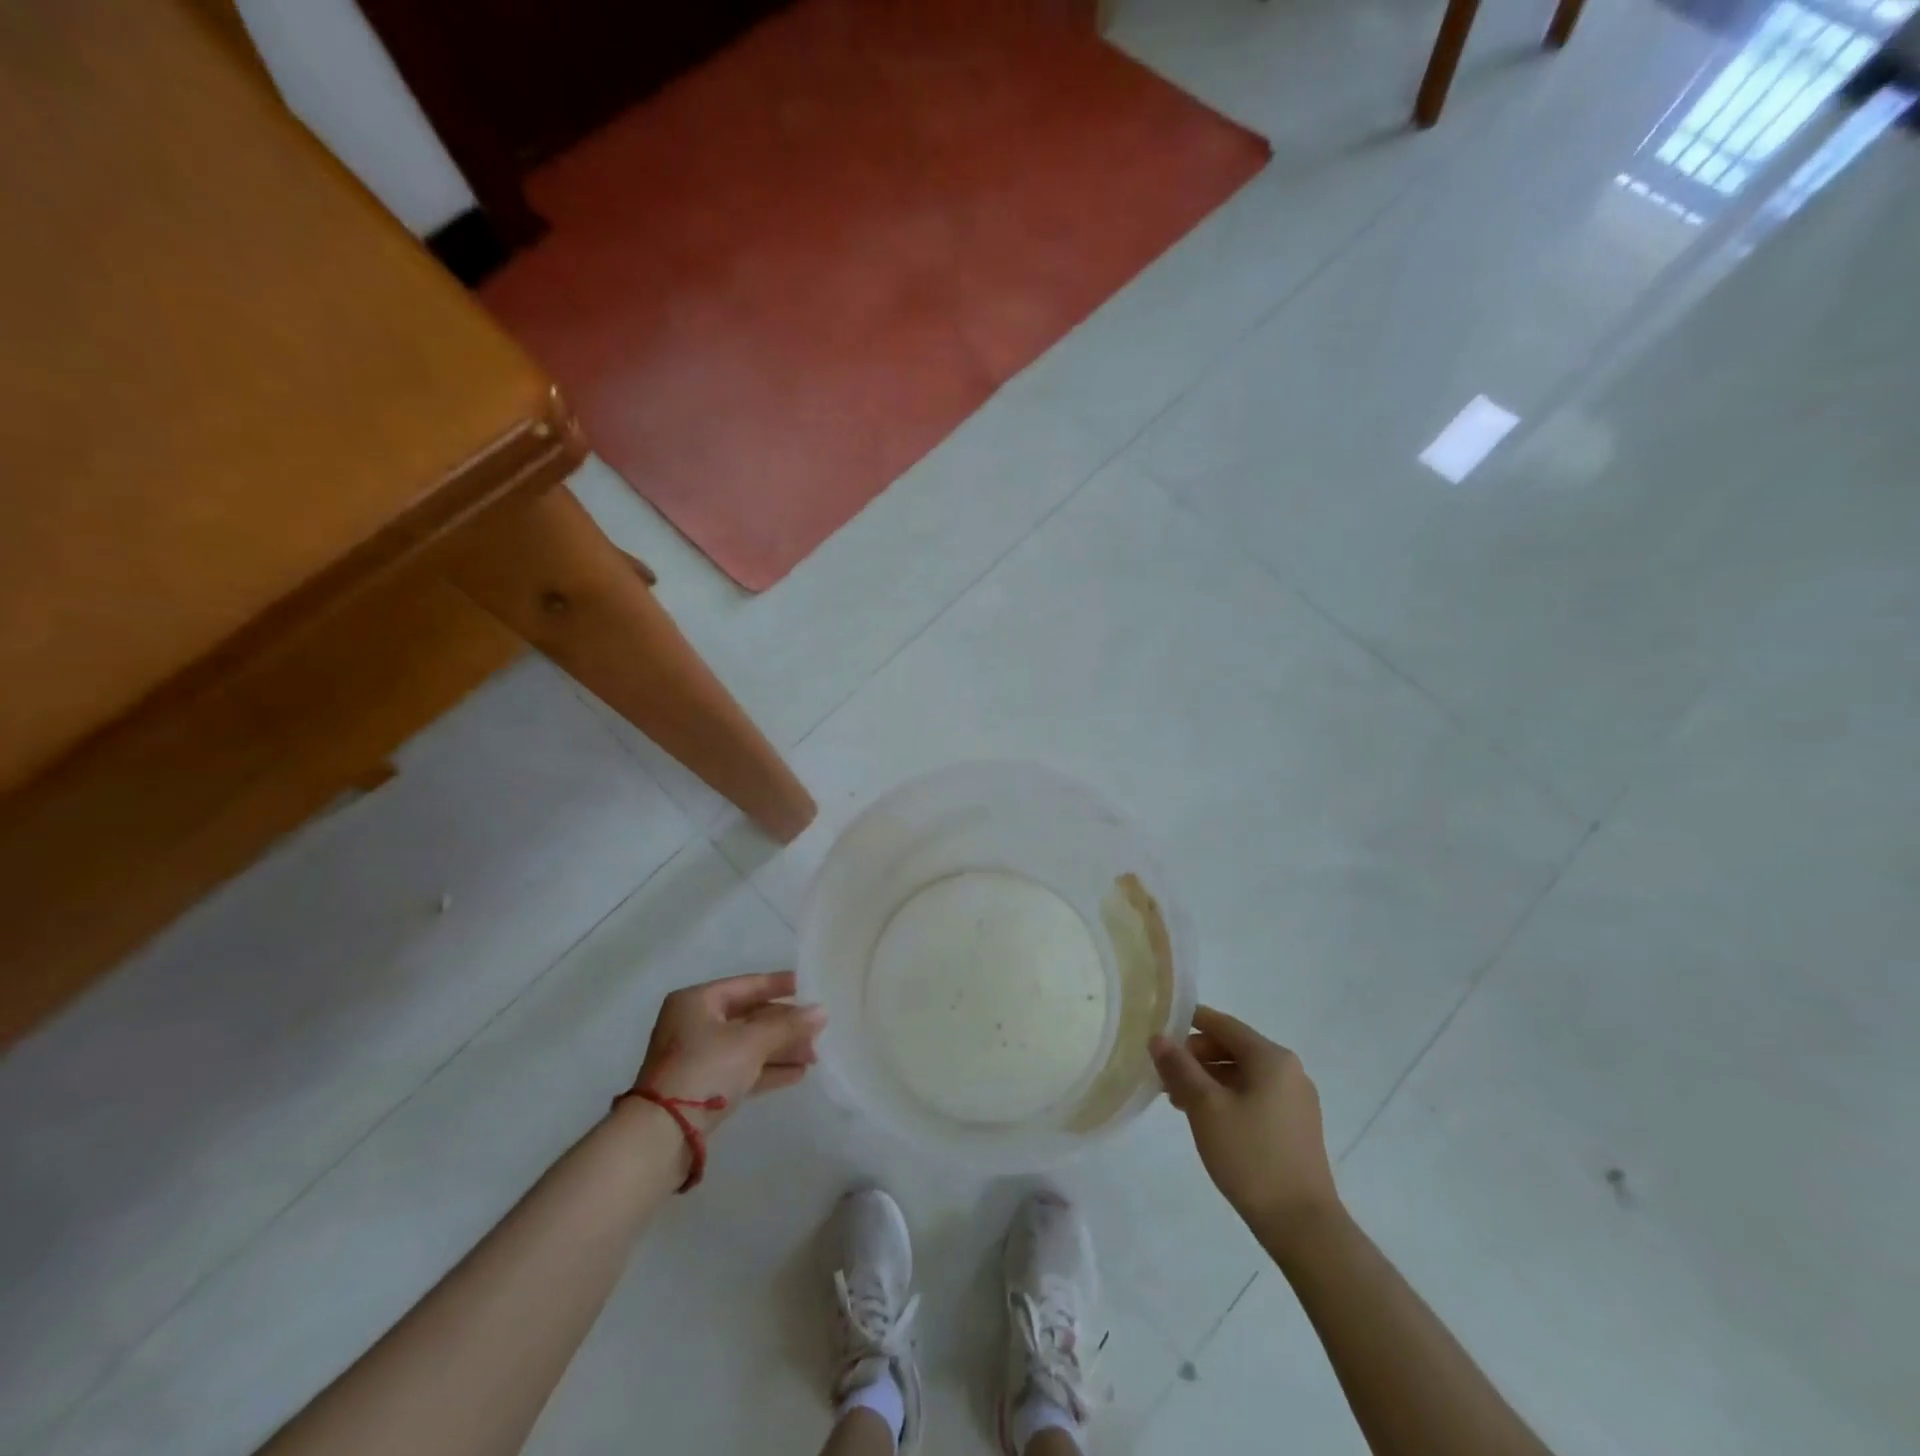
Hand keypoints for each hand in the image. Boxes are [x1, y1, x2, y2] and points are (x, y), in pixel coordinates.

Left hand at [635, 972, 825, 1132]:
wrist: (662, 1134)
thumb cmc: (705, 1069)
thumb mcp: (751, 1042)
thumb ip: (788, 1025)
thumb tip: (822, 1011)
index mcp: (698, 1001)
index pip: (747, 985)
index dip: (780, 985)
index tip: (810, 987)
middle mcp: (695, 1023)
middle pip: (750, 1016)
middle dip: (785, 1025)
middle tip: (818, 1031)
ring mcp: (697, 1057)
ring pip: (748, 1045)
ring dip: (781, 1049)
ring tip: (814, 1056)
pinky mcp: (702, 1087)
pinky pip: (742, 1069)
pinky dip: (767, 1069)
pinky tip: (797, 1074)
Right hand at [1150, 1006, 1340, 1248]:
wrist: (1302, 1225)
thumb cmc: (1250, 1157)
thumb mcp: (1205, 1107)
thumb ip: (1179, 1067)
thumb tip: (1158, 1037)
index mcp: (1271, 1058)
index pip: (1223, 1024)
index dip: (1189, 1022)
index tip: (1159, 1030)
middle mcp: (1289, 1071)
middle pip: (1233, 1048)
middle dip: (1196, 1058)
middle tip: (1164, 1077)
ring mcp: (1296, 1100)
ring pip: (1242, 1074)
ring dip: (1208, 1080)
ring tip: (1178, 1101)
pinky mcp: (1296, 1126)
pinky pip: (1254, 1095)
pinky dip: (1227, 1097)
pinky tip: (1206, 1119)